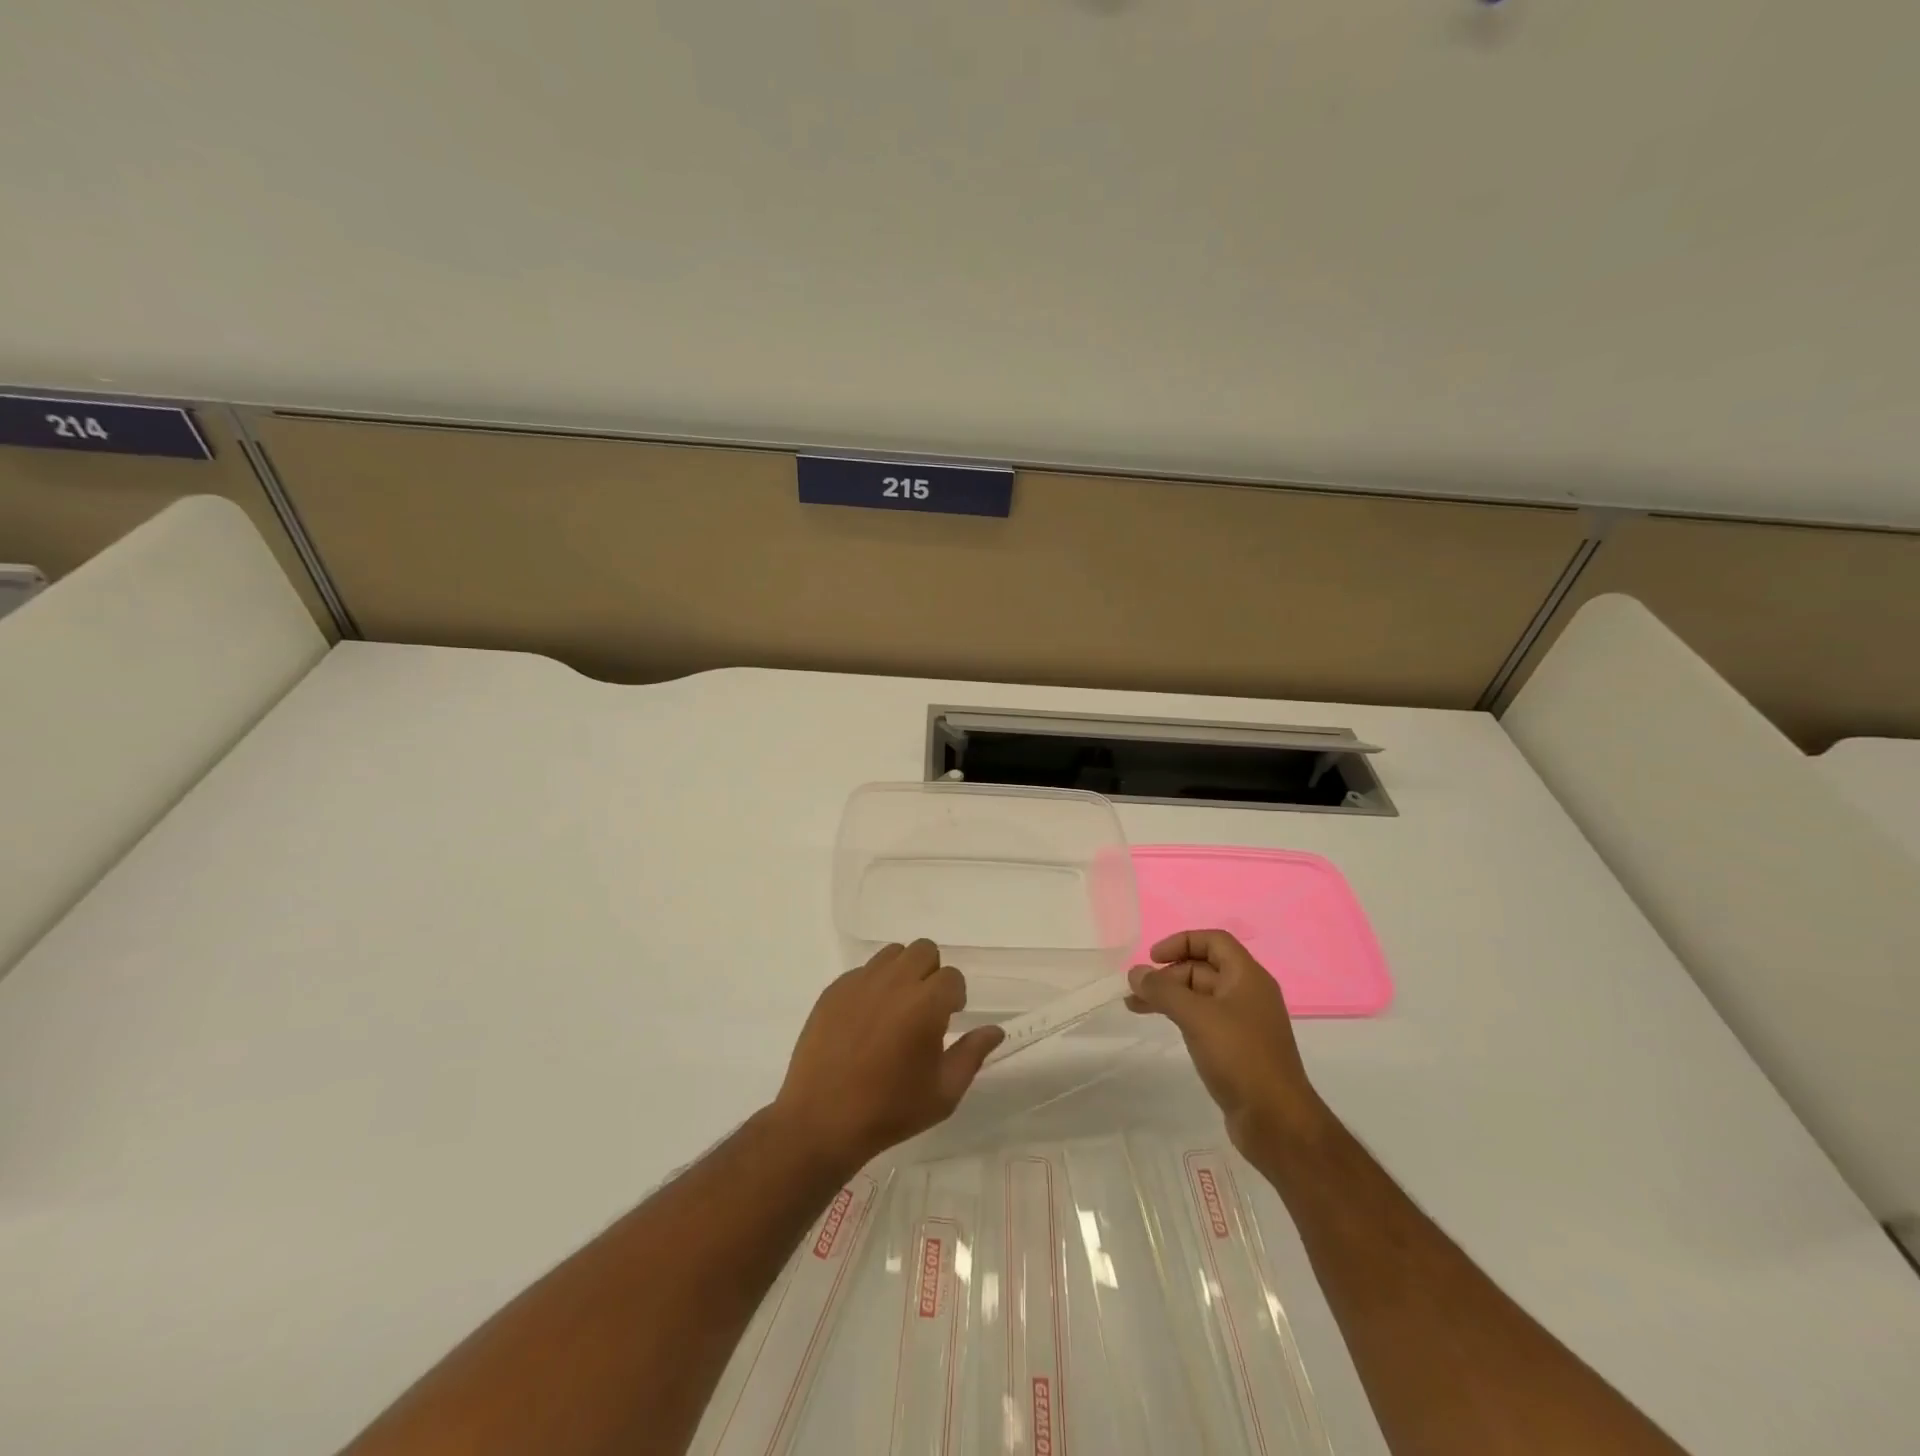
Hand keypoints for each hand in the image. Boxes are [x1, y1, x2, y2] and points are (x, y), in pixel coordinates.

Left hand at [771, 940, 1003, 1174]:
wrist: (821, 1121)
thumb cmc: (890, 1110)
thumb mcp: (943, 1092)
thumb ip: (973, 1054)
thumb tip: (994, 1030)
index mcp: (926, 1003)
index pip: (953, 977)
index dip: (955, 998)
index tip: (948, 1021)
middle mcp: (894, 982)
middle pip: (924, 950)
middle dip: (932, 974)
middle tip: (925, 1009)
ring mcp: (860, 982)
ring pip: (893, 953)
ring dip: (903, 972)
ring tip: (896, 1009)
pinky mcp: (834, 990)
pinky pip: (863, 971)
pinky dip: (873, 985)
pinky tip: (866, 1020)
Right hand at [1126, 929, 1327, 1154]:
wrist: (1277, 1121)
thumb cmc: (1240, 1057)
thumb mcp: (1197, 1017)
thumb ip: (1163, 991)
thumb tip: (1135, 973)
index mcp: (1248, 977)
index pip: (1213, 941)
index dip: (1181, 942)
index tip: (1153, 958)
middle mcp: (1248, 994)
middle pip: (1203, 968)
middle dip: (1168, 974)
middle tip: (1137, 990)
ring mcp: (1243, 1023)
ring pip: (1200, 996)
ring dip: (1169, 996)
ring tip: (1134, 1006)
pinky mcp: (1237, 1049)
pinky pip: (1204, 1019)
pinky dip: (1180, 1016)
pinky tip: (1163, 1025)